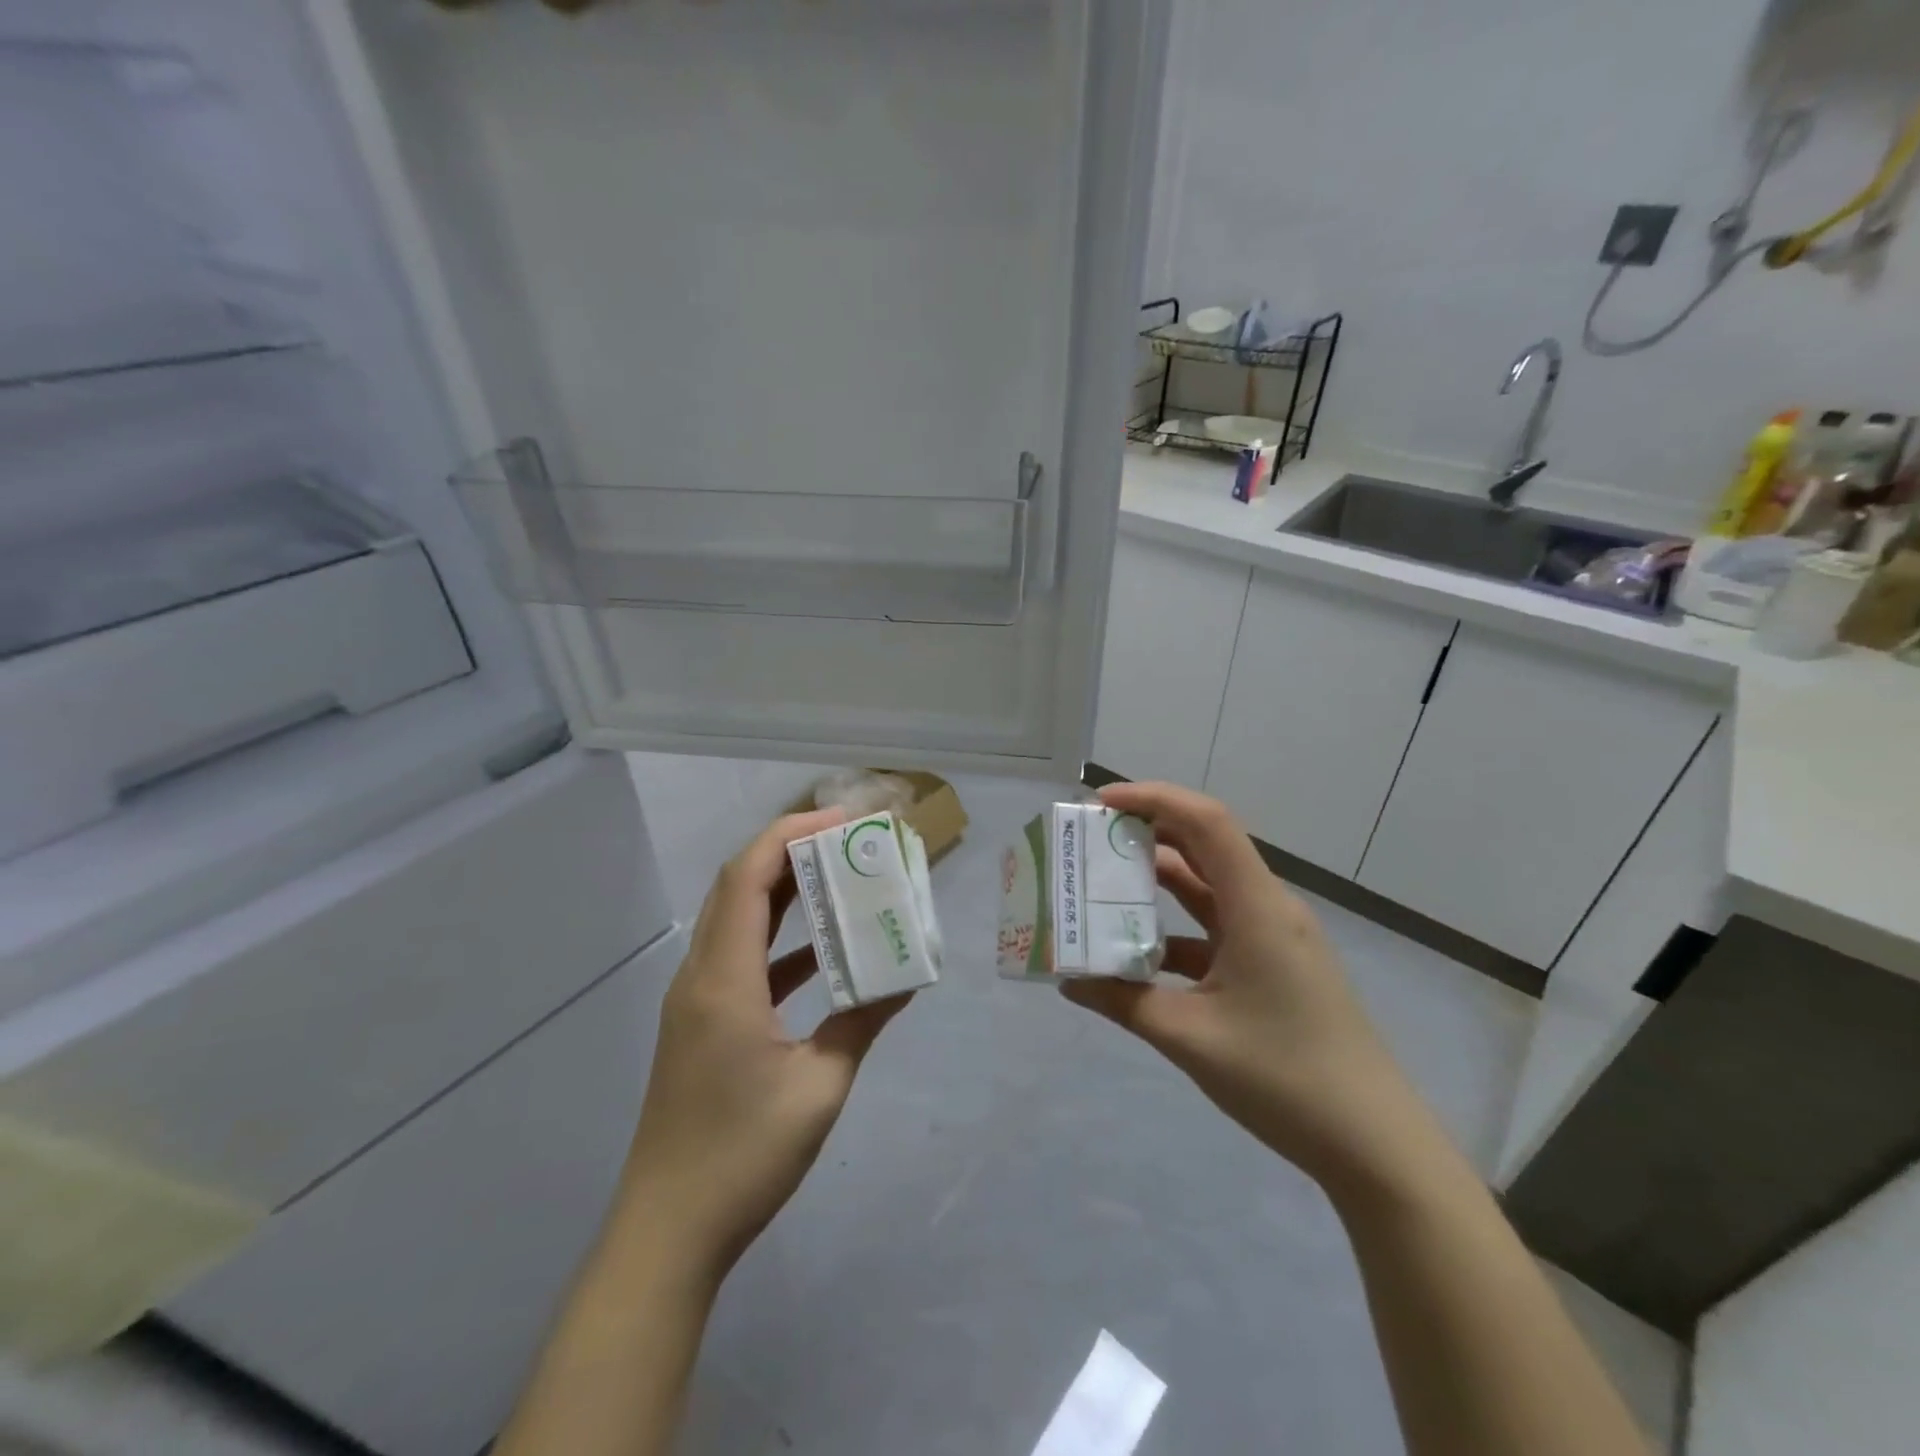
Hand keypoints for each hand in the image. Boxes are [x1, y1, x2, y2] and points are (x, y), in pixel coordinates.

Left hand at [617, 808, 913, 1282]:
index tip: (841, 820)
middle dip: (789, 851)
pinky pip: (741, 960)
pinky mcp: (701, 1025)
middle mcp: (701, 976)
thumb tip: (906, 981)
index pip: (748, 877)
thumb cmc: (743, 1156)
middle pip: (738, 887)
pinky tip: (821, 952)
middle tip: (846, 840)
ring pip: (737, 921)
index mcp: (723, 979)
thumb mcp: (819, 1087)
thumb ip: (861, 1022)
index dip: (789, 835)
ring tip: (838, 878)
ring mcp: (696, 1001)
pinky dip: (779, 942)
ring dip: (783, 893)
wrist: (667, 1233)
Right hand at [1062, 782, 1433, 1193]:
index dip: (1153, 799)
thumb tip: (1069, 982)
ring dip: (1160, 881)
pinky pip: (1217, 929)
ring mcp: (1275, 938)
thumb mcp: (1190, 1037)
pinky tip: (1139, 954)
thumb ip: (1124, 1001)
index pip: (1206, 821)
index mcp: (1257, 907)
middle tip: (1092, 840)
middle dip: (1149, 832)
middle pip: (1206, 845)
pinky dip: (1176, 929)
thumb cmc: (1284, 1077)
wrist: (1374, 1145)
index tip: (1100, 803)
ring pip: (1210, 888)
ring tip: (1104, 884)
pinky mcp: (1275, 966)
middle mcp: (1268, 908)